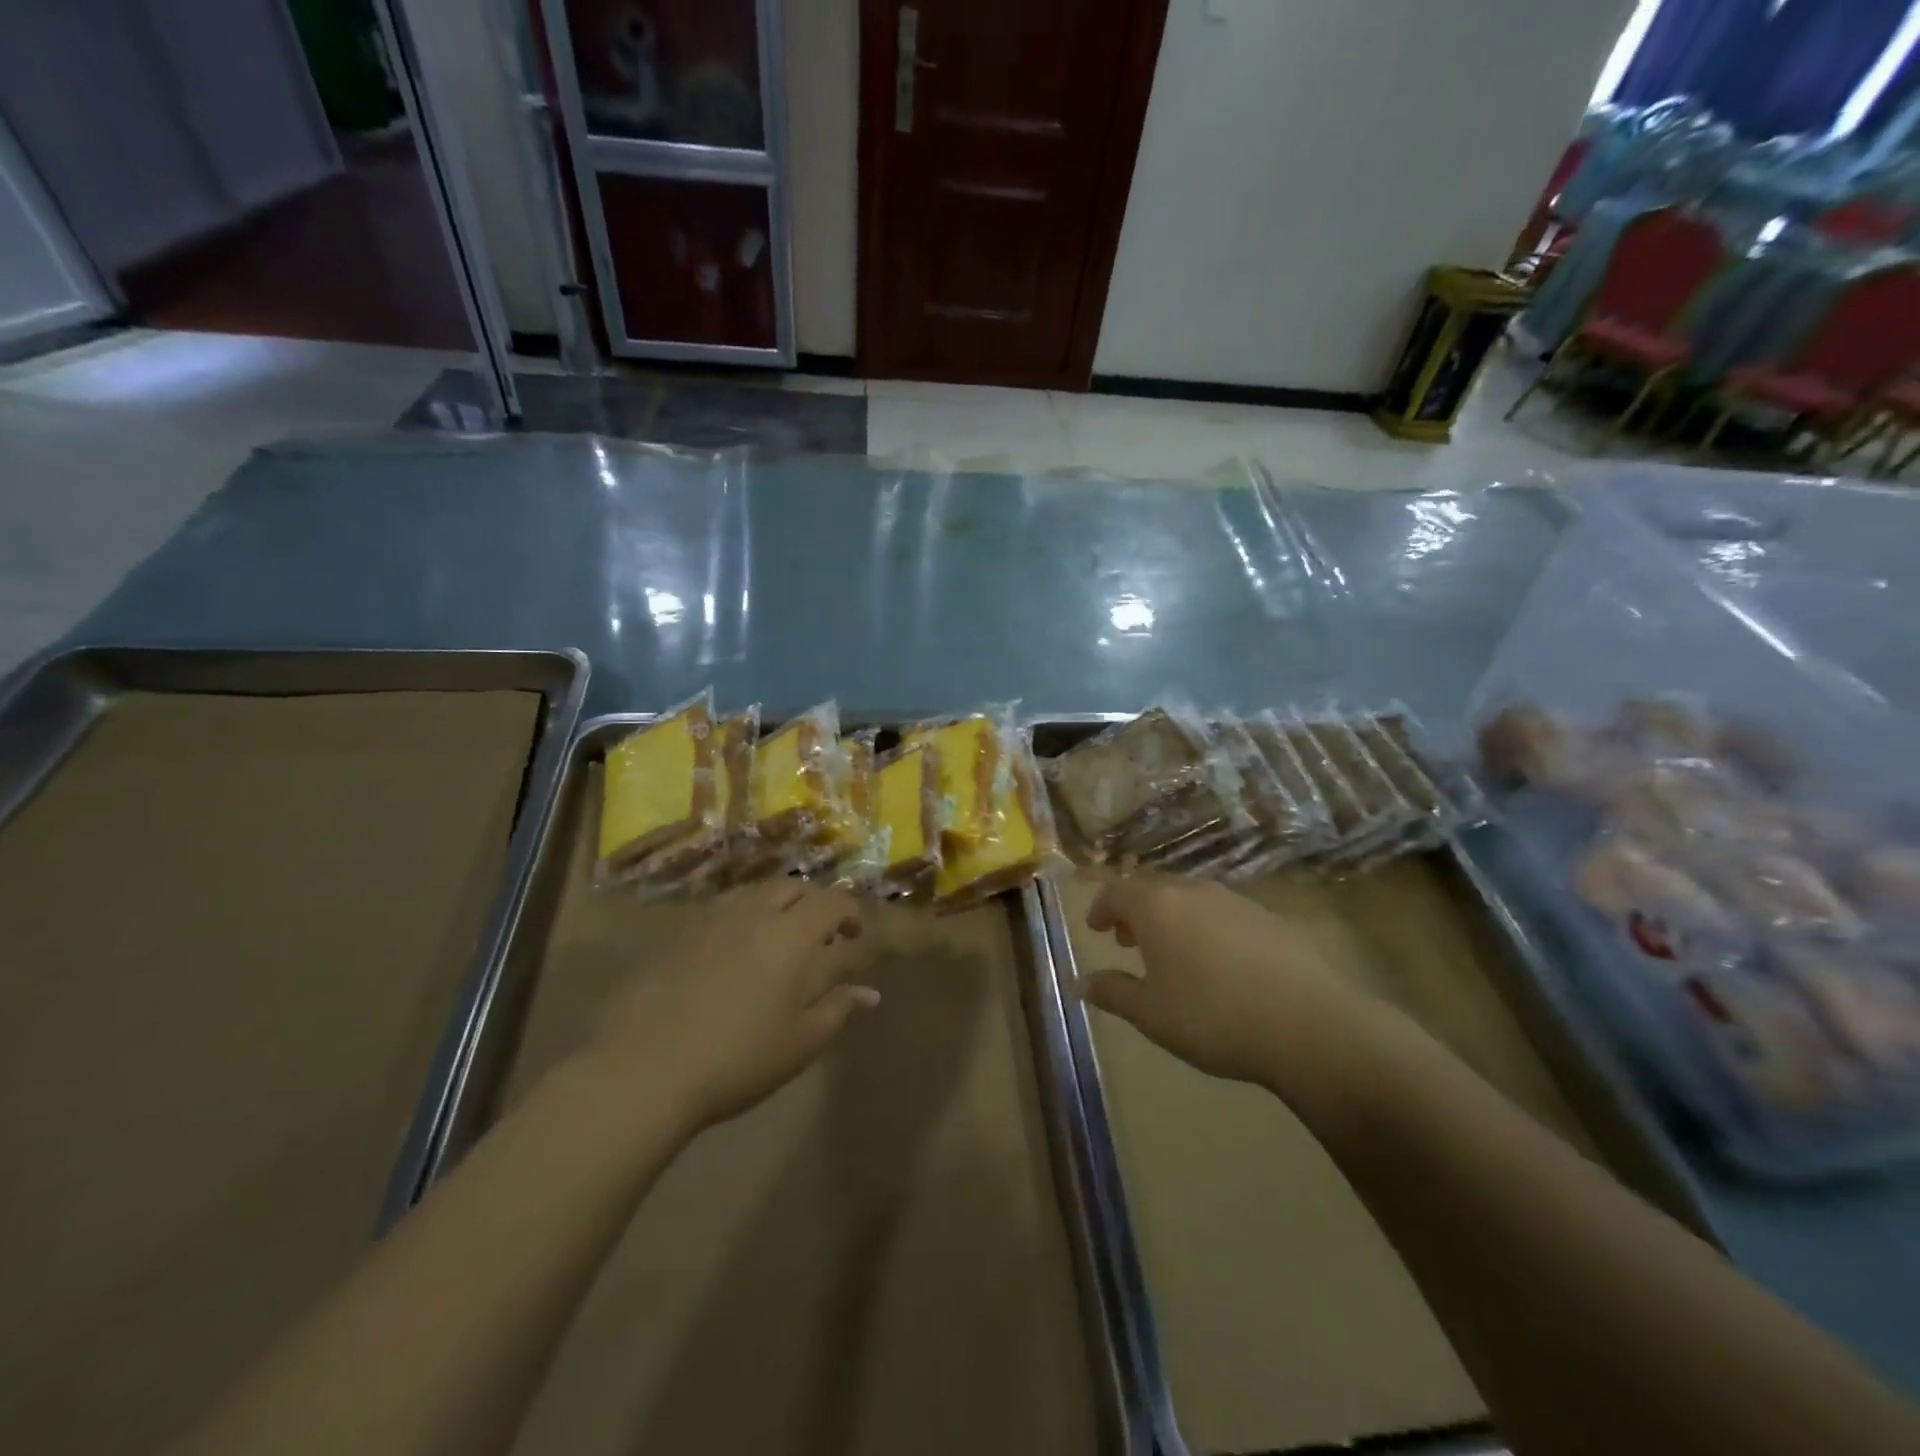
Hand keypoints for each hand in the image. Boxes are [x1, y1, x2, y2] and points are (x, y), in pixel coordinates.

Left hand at [587, 879, 876, 1130]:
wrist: (645, 1066)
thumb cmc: (738, 1057)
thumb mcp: (801, 1042)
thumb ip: (838, 1009)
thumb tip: (870, 992)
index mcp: (793, 934)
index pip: (834, 903)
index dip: (851, 915)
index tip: (856, 938)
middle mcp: (757, 913)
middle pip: (796, 887)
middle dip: (817, 904)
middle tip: (822, 935)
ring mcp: (715, 918)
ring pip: (758, 892)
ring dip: (780, 905)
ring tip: (780, 937)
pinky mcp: (682, 932)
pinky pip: (726, 908)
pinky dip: (746, 916)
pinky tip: (737, 949)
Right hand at [1076, 872, 1386, 1108]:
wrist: (1309, 1024)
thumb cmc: (1213, 1016)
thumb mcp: (1151, 1014)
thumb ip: (1112, 992)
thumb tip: (1077, 982)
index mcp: (1157, 906)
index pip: (1116, 891)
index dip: (1101, 907)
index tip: (1096, 928)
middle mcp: (1192, 891)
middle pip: (1152, 887)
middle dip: (1134, 909)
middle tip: (1127, 939)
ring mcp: (1234, 900)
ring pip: (1188, 897)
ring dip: (1170, 916)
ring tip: (1170, 951)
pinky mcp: (1268, 917)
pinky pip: (1221, 911)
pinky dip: (1203, 925)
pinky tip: (1216, 961)